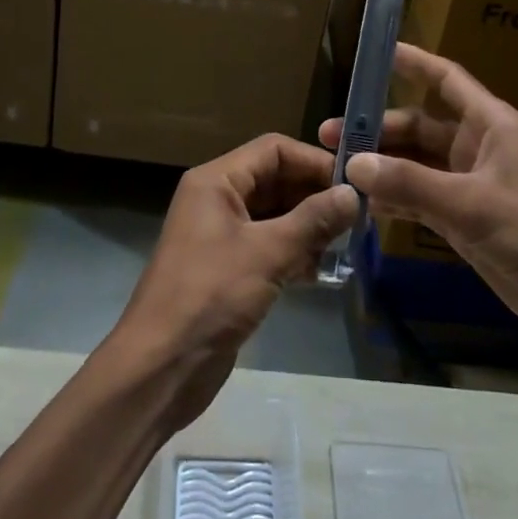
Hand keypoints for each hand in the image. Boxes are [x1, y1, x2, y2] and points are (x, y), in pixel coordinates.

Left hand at [109, 134, 357, 429]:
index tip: (353, 182)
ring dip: (308, 226)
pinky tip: (320, 272)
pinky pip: (268, 246)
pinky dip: (294, 252)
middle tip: (358, 217)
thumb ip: (313, 220)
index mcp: (216, 181)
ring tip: (345, 245)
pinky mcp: (228, 269)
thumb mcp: (267, 253)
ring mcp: (221, 235)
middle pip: (275, 180)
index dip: (313, 161)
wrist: (160, 369)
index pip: (273, 149)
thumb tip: (354, 193)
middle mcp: (217, 199)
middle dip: (314, 195)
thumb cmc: (210, 296)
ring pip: (275, 215)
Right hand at [321, 43, 517, 351]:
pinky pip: (422, 199)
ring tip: (335, 168)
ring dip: (382, 166)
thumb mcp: (473, 205)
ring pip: (416, 164)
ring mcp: (471, 185)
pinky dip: (395, 199)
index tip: (375, 51)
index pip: (446, 80)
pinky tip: (363, 204)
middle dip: (378, 129)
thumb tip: (354, 162)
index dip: (413, 63)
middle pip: (419, 126)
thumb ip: (412, 183)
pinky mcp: (467, 220)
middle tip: (330, 136)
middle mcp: (478, 148)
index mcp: (491, 125)